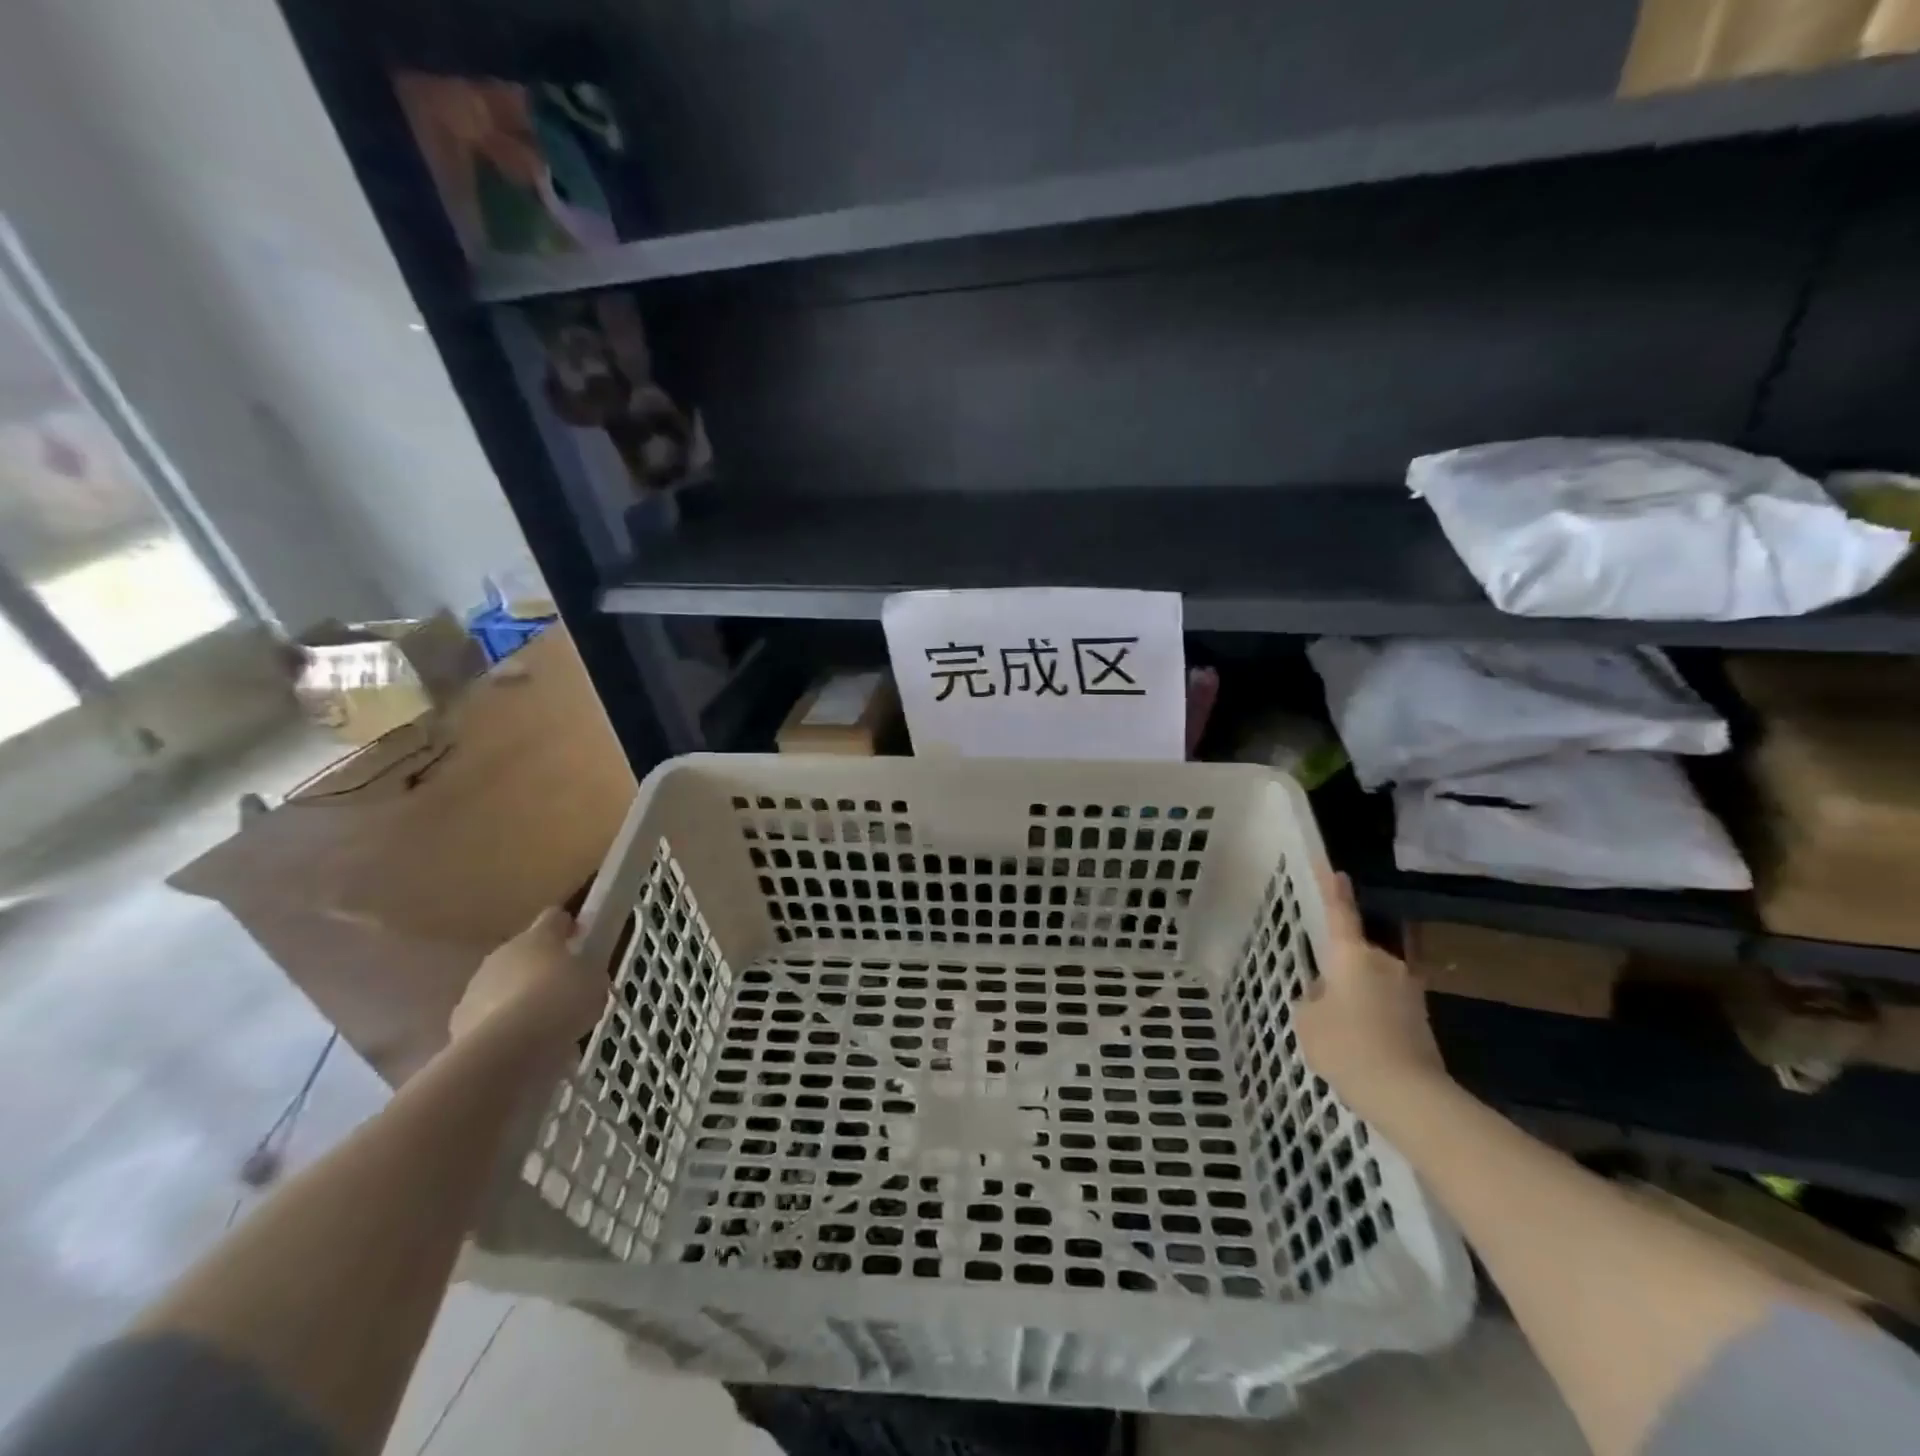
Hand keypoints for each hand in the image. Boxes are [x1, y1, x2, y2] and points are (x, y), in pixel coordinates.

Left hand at [450, 908, 607, 1052]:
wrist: (509, 1047)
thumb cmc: (561, 1001)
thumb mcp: (594, 982)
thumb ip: (586, 972)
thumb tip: (581, 974)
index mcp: (539, 936)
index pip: (554, 917)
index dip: (567, 926)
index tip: (578, 937)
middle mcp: (504, 952)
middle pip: (524, 951)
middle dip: (540, 966)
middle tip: (561, 987)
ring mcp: (477, 985)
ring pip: (502, 983)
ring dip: (518, 996)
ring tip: (540, 1022)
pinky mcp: (460, 1019)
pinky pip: (487, 1015)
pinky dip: (502, 1024)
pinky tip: (519, 1043)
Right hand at [1296, 871, 1449, 1122]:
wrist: (1408, 1095)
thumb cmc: (1348, 1046)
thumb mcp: (1308, 1021)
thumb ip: (1312, 999)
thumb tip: (1326, 995)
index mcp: (1352, 955)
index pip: (1340, 913)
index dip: (1333, 890)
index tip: (1334, 869)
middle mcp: (1384, 963)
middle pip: (1355, 955)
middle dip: (1339, 970)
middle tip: (1319, 998)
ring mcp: (1408, 990)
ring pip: (1369, 982)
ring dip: (1355, 996)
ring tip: (1338, 1030)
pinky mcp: (1421, 1017)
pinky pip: (1384, 1005)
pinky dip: (1370, 1016)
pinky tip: (1359, 1046)